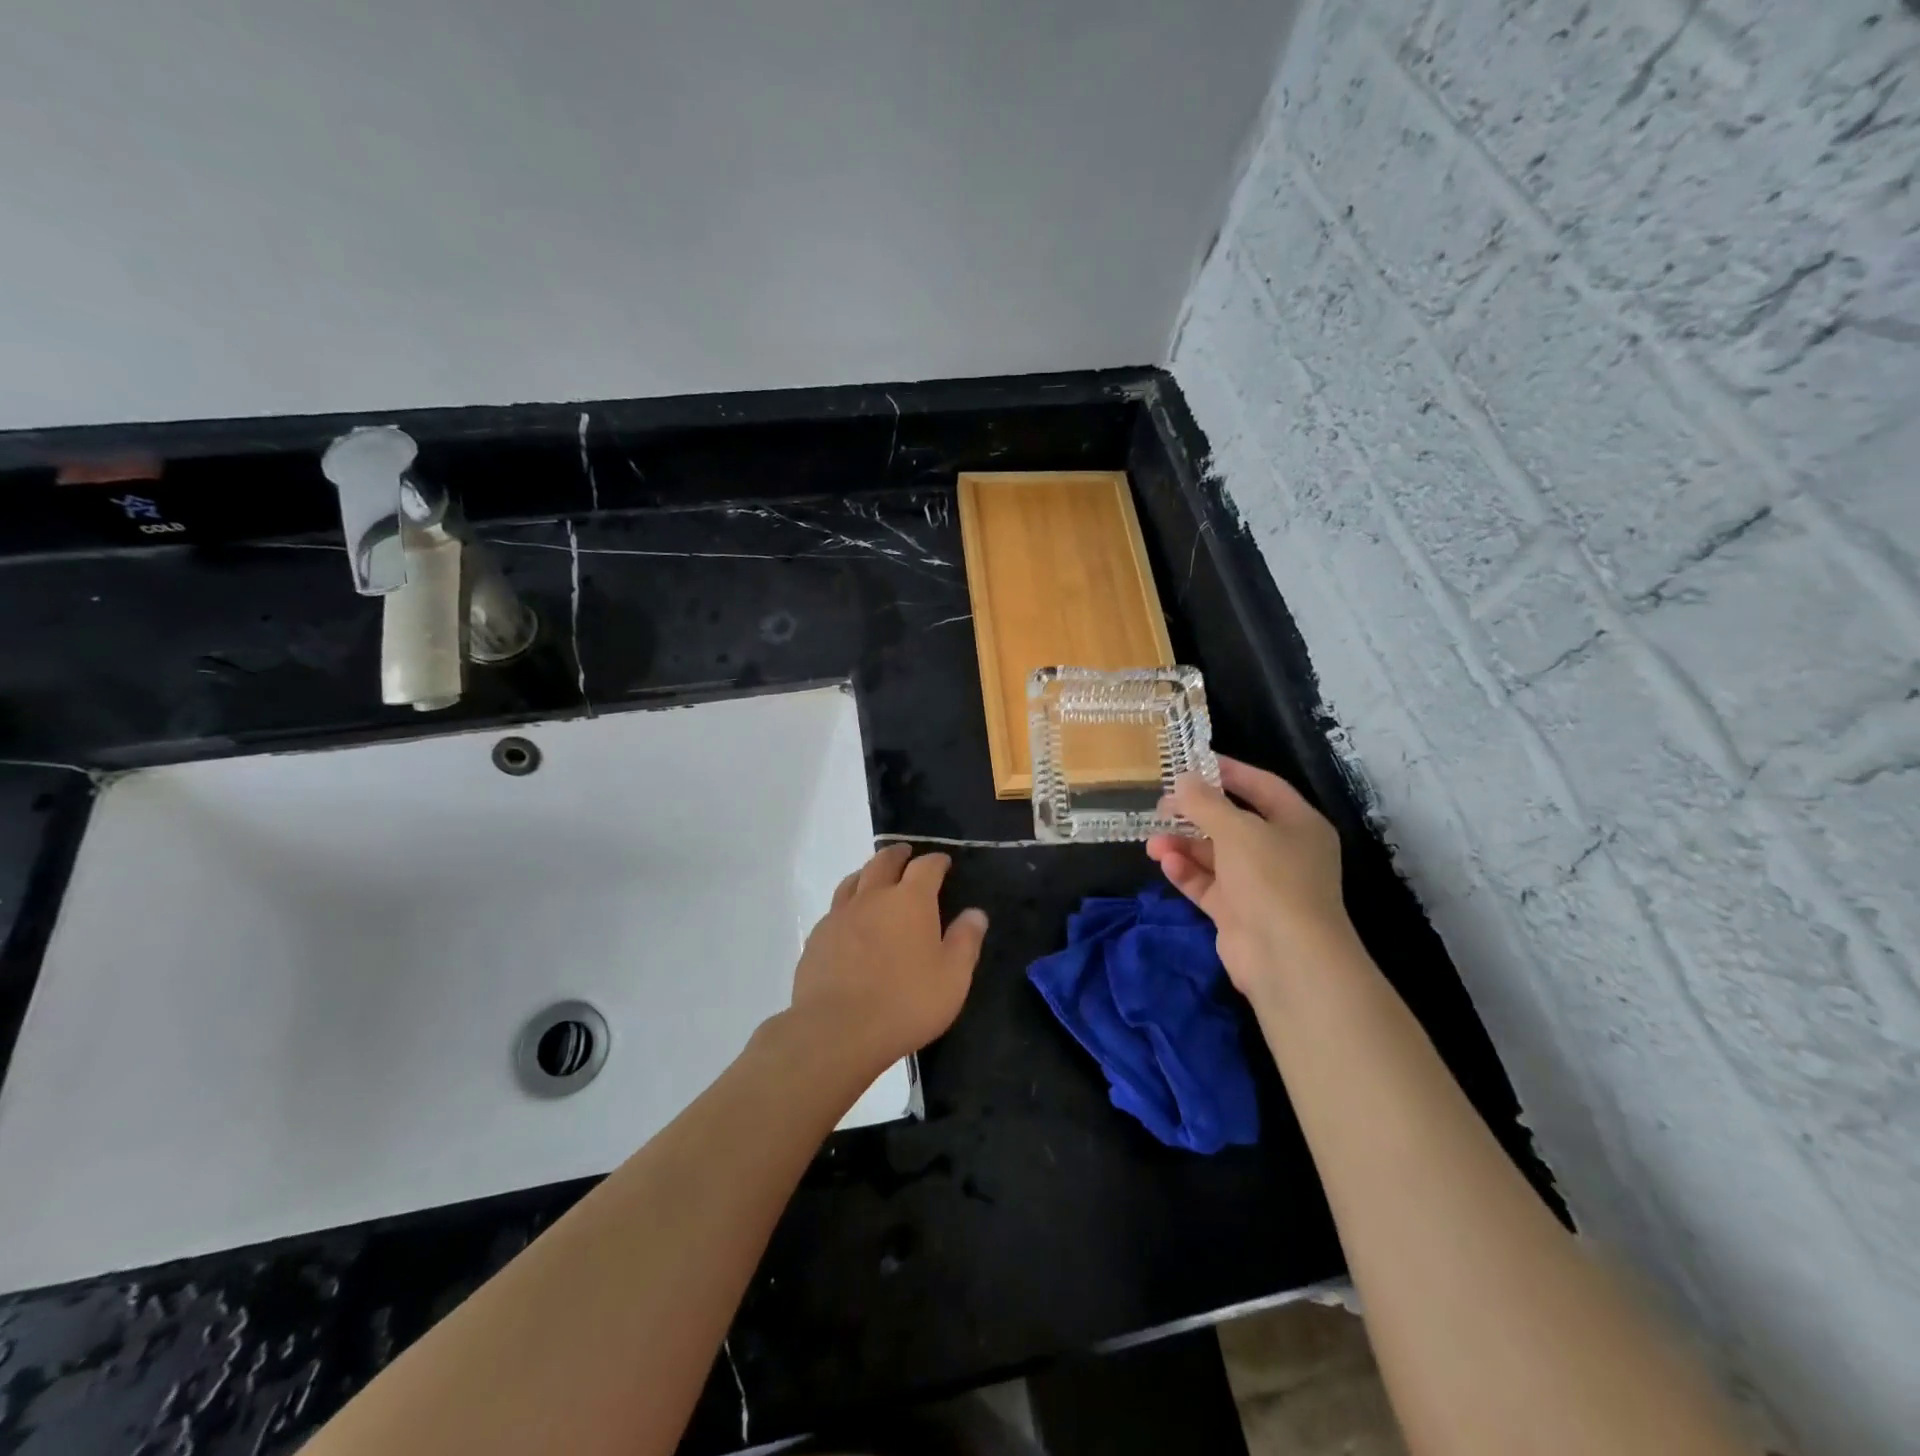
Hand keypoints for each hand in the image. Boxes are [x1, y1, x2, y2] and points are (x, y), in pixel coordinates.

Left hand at [788, 843, 988, 1071]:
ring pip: (854, 880)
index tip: (943, 862)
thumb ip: (966, 941)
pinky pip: (835, 908)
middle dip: (898, 855)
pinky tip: (850, 918)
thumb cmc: (906, 1003)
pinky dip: (848, 903)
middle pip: (884, 862)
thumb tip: (976, 913)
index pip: (926, 866)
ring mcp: (840, 915)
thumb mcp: (952, 977)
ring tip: (875, 876)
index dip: (936, 861)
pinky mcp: (818, 937)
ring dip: (869, 872)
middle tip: (906, 854)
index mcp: (910, 900)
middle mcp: (873, 897)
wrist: (838, 1030)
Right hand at [1145, 756, 1356, 1000]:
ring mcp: (1260, 884)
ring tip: (1153, 842)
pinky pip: (1208, 885)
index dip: (1229, 773)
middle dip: (1196, 815)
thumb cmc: (1271, 878)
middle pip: (1234, 823)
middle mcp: (1282, 851)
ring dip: (1184, 846)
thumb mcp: (1236, 830)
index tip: (1192, 763)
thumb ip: (1205, 803)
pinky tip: (1166, 864)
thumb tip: (1183, 780)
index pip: (1262, 787)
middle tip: (1161, 806)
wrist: (1287, 957)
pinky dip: (1188, 873)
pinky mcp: (1239, 912)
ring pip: (1216, 856)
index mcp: (1298, 824)